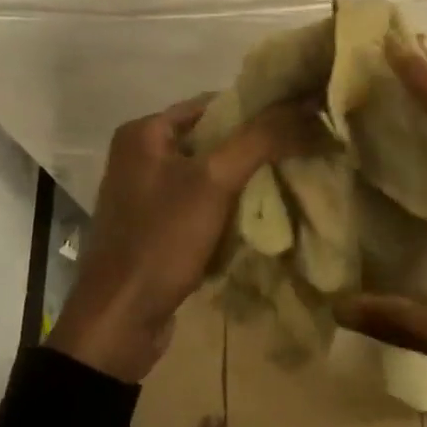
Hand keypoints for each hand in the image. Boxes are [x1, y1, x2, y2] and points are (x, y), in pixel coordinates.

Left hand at [49, 94, 309, 383]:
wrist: (119, 322)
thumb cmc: (161, 240)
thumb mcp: (214, 182)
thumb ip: (260, 140)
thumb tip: (307, 107)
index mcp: (143, 133)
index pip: (213, 104)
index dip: (256, 111)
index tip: (298, 123)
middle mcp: (139, 156)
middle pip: (211, 140)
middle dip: (253, 149)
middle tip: (300, 154)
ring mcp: (145, 194)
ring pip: (208, 175)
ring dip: (243, 181)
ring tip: (288, 183)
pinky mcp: (154, 228)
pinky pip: (200, 206)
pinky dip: (227, 209)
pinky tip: (257, 218)